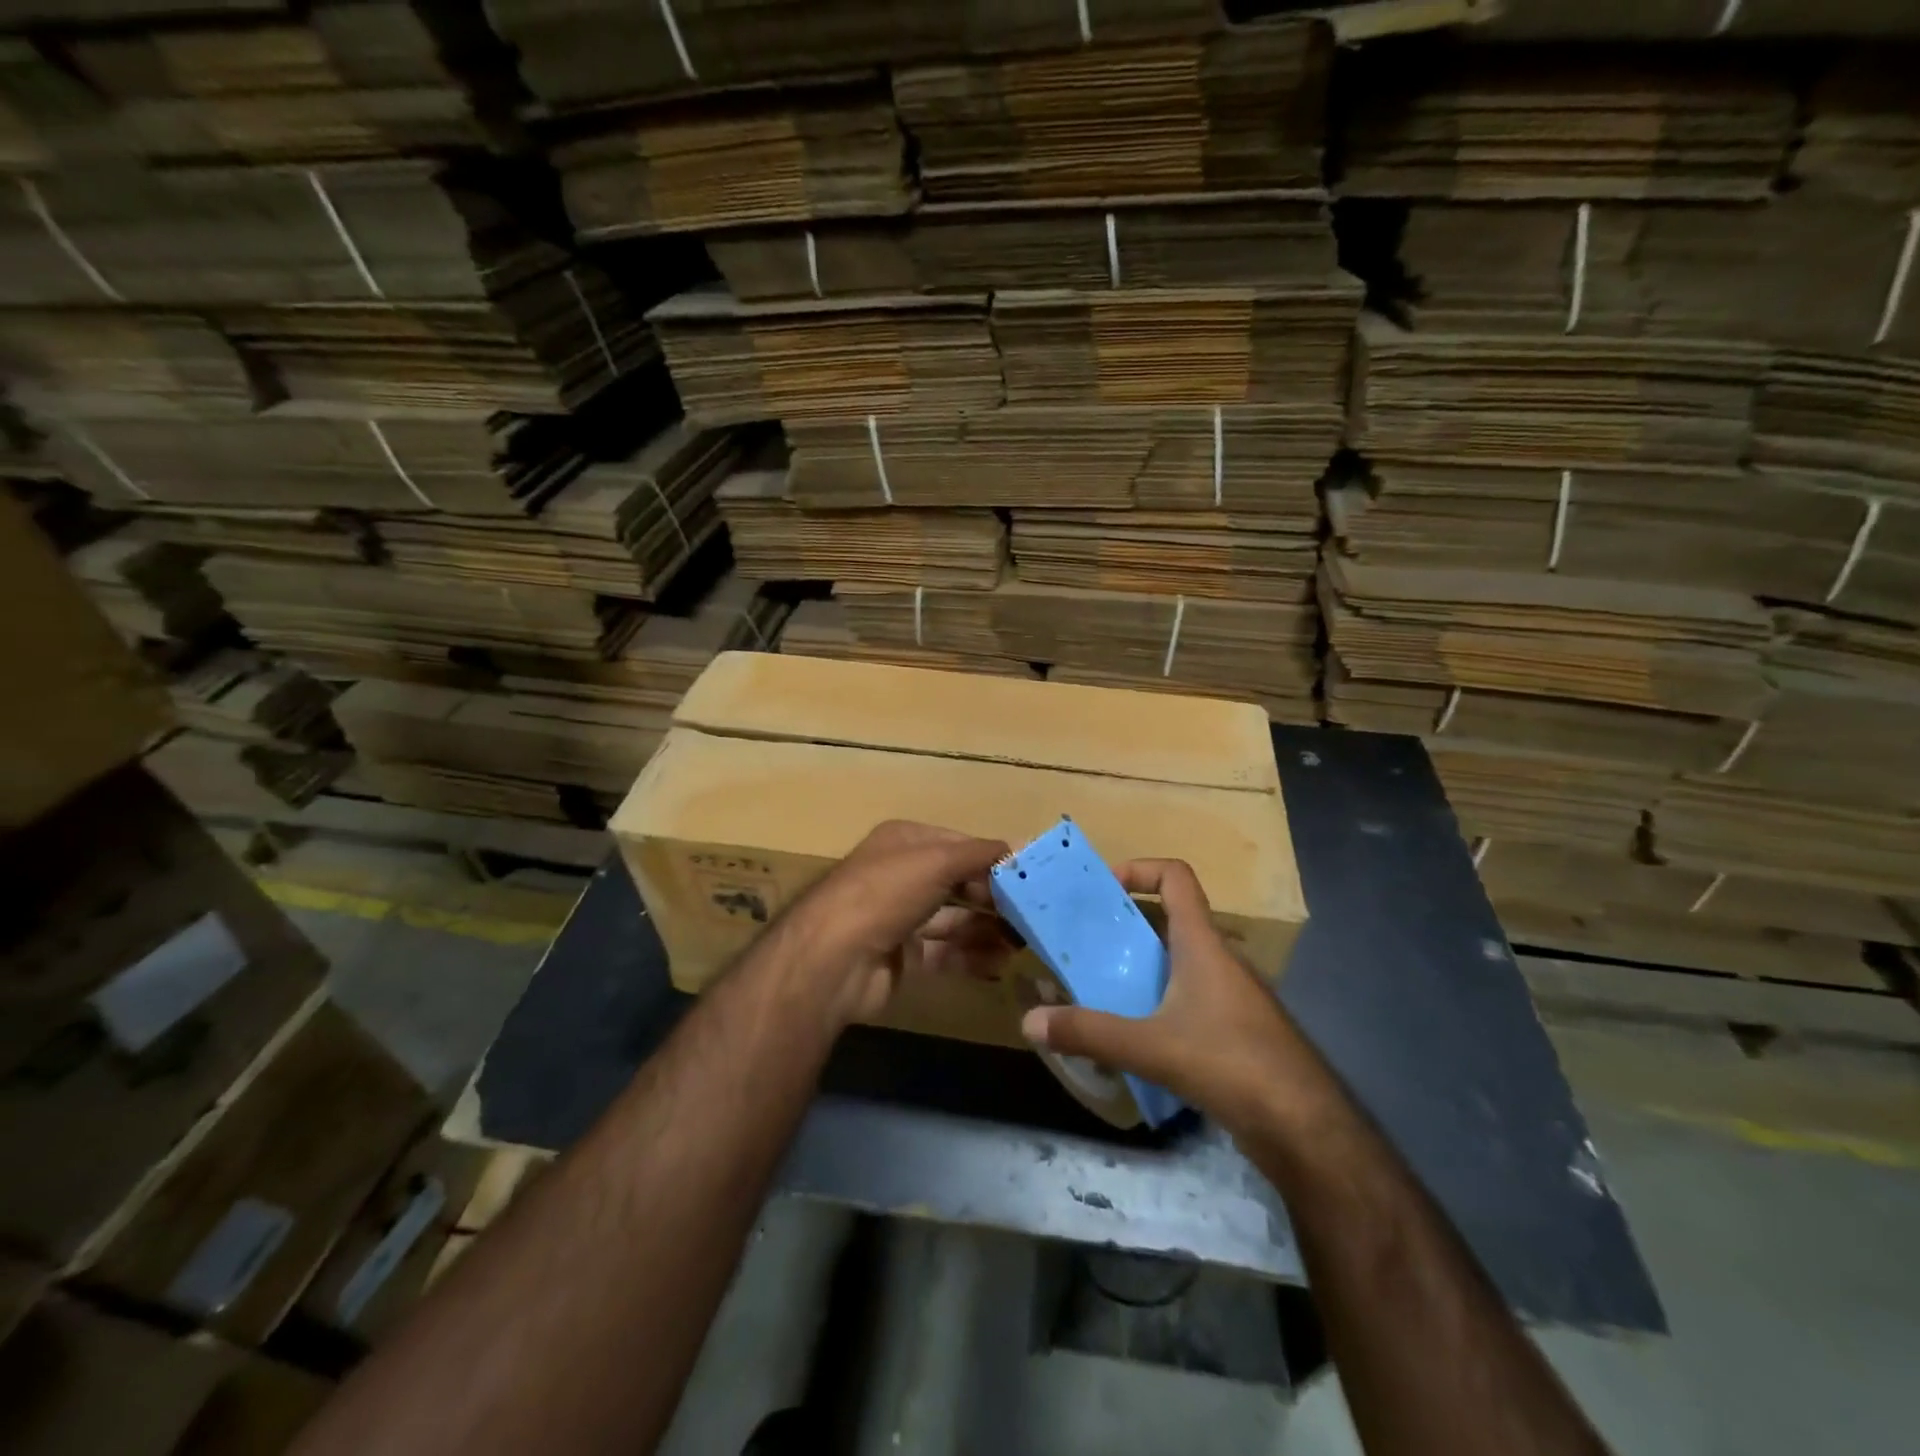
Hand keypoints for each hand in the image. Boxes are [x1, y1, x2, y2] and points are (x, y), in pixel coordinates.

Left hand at [782, 820, 1012, 1027]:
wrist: (834, 959)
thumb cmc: (886, 893)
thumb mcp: (937, 860)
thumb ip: (980, 854)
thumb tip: (1020, 846)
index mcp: (905, 842)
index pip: (959, 845)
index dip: (992, 859)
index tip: (1030, 876)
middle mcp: (902, 876)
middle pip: (958, 883)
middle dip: (994, 898)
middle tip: (1032, 914)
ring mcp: (900, 917)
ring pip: (954, 919)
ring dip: (989, 929)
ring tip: (1024, 942)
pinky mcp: (903, 956)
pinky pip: (945, 952)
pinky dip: (972, 956)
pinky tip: (1000, 964)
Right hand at [1020, 858, 1322, 1136]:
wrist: (1306, 1129)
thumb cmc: (1230, 1063)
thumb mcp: (1151, 1047)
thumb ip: (1089, 1033)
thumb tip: (1030, 1022)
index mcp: (1203, 943)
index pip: (1176, 877)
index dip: (1139, 869)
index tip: (1103, 889)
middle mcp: (1220, 959)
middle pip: (1171, 920)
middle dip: (1126, 926)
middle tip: (1086, 945)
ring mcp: (1233, 996)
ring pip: (1180, 963)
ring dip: (1142, 968)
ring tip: (1102, 990)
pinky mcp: (1238, 1031)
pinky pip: (1191, 999)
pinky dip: (1161, 1003)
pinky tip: (1138, 1038)